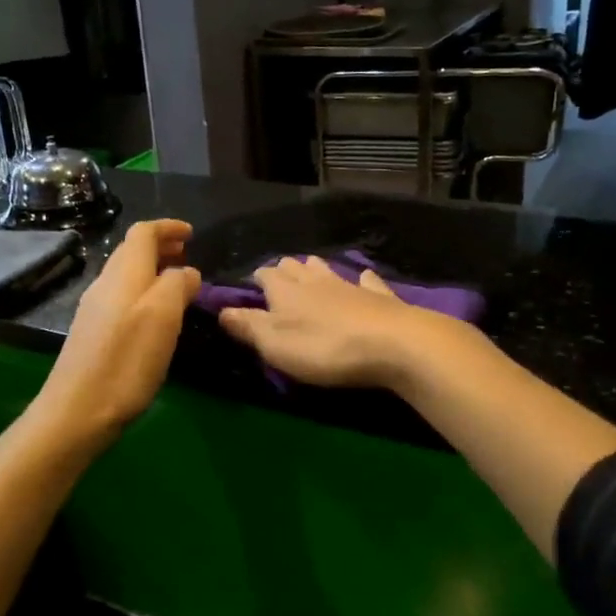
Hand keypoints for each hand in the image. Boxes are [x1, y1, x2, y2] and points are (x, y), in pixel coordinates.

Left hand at [36, 219, 199, 437]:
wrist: (76, 411)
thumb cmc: (125, 361)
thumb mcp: (162, 317)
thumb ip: (177, 284)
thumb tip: (186, 271)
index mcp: (124, 274)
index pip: (143, 233)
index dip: (167, 228)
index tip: (191, 233)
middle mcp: (105, 284)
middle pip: (132, 251)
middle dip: (161, 247)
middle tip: (188, 254)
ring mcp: (95, 309)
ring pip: (126, 275)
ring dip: (152, 270)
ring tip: (177, 283)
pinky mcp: (93, 333)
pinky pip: (121, 297)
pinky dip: (143, 292)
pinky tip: (156, 316)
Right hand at [216, 255, 450, 388]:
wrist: (393, 345)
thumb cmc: (325, 348)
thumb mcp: (276, 344)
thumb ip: (248, 327)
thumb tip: (221, 310)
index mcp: (286, 292)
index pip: (265, 276)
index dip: (257, 280)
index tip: (251, 287)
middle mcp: (315, 281)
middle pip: (295, 267)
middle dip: (284, 270)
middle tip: (278, 280)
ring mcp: (350, 285)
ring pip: (326, 269)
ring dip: (315, 270)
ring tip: (309, 273)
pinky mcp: (380, 297)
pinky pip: (367, 281)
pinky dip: (361, 280)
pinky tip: (363, 279)